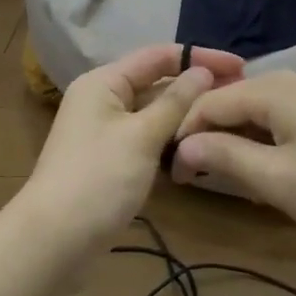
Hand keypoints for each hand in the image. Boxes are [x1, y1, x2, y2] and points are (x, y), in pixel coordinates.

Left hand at [22, 43, 244, 246]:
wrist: (55, 240)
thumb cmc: (98, 179)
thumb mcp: (141, 136)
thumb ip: (175, 102)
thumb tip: (203, 72)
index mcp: (104, 82)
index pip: (158, 56)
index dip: (199, 57)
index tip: (240, 67)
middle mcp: (103, 100)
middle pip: (156, 83)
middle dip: (196, 88)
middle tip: (241, 96)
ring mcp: (106, 132)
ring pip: (154, 114)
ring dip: (186, 116)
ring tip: (228, 121)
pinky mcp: (111, 160)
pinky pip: (147, 139)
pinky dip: (171, 141)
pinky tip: (200, 148)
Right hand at [170, 71, 295, 244]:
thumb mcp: (277, 180)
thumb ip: (225, 157)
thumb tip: (183, 145)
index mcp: (272, 90)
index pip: (208, 102)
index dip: (184, 134)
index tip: (173, 173)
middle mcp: (293, 80)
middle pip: (234, 101)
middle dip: (209, 135)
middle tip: (197, 176)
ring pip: (260, 110)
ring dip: (238, 139)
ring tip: (229, 175)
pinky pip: (286, 117)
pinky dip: (266, 139)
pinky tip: (271, 167)